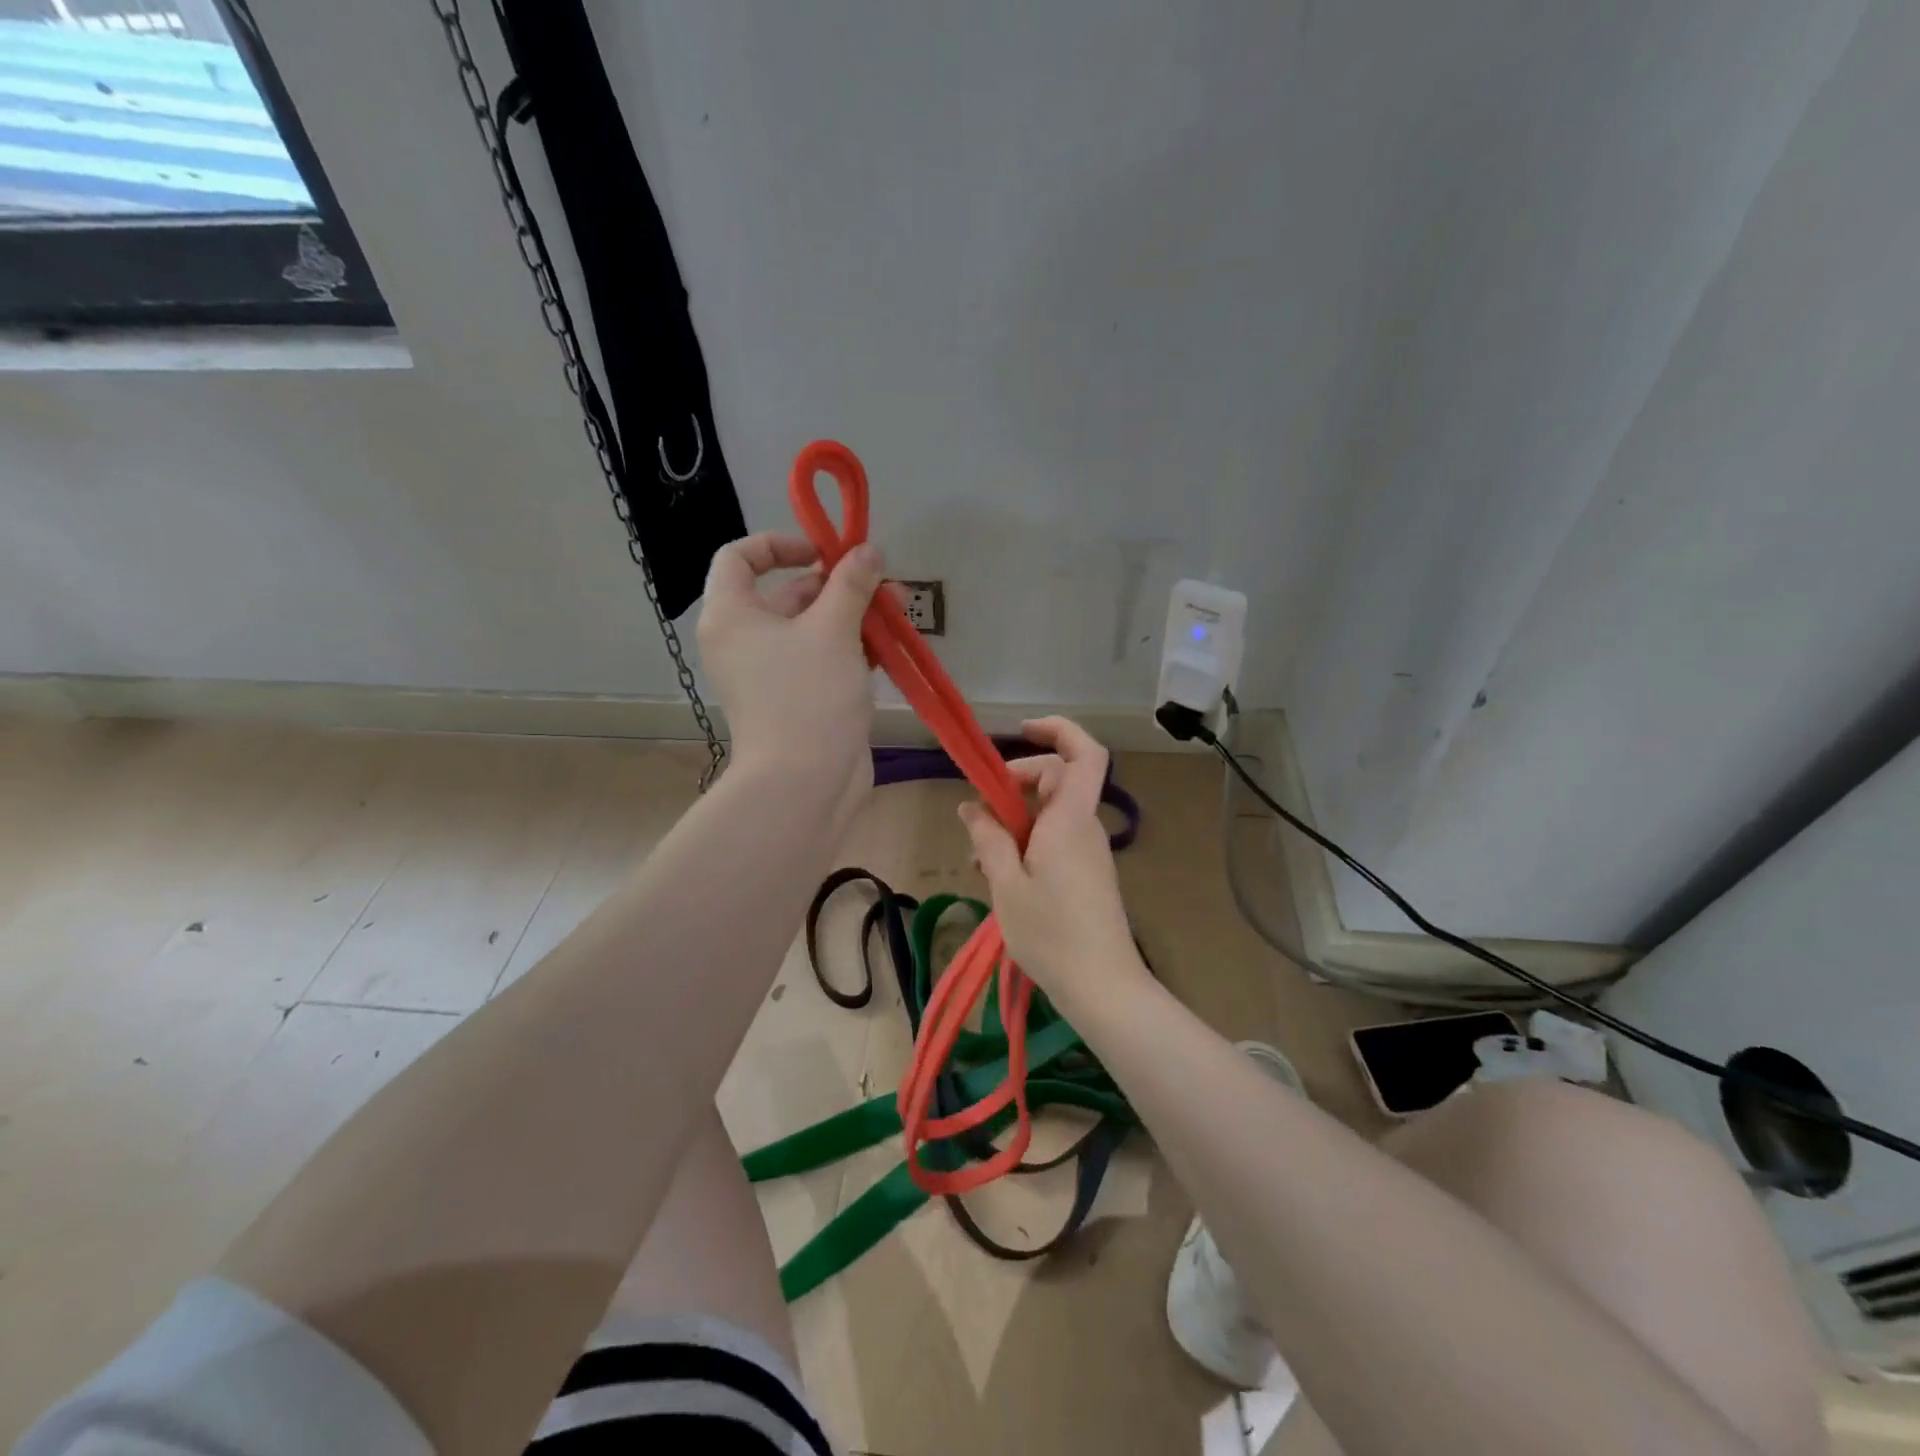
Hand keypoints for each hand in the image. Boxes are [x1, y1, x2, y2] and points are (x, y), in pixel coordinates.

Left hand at [696, 532, 884, 804]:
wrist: (804, 783)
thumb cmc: (808, 695)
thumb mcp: (833, 630)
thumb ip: (851, 584)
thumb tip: (867, 550)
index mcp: (732, 615)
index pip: (739, 557)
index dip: (780, 544)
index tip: (824, 552)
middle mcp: (744, 641)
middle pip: (787, 594)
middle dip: (836, 584)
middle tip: (881, 583)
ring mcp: (771, 674)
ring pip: (811, 629)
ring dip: (851, 616)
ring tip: (895, 610)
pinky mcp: (798, 699)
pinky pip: (821, 660)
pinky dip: (850, 649)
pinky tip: (886, 647)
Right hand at [957, 717, 1149, 1007]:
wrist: (1102, 987)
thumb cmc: (1051, 934)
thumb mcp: (1006, 884)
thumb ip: (988, 839)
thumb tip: (972, 806)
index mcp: (1070, 819)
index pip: (1083, 753)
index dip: (1057, 731)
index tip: (1020, 731)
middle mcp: (1085, 826)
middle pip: (1056, 780)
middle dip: (1015, 784)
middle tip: (981, 814)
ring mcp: (1089, 851)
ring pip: (1051, 813)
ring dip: (1015, 821)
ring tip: (982, 859)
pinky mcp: (1087, 873)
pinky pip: (1055, 839)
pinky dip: (1027, 844)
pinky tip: (1002, 876)